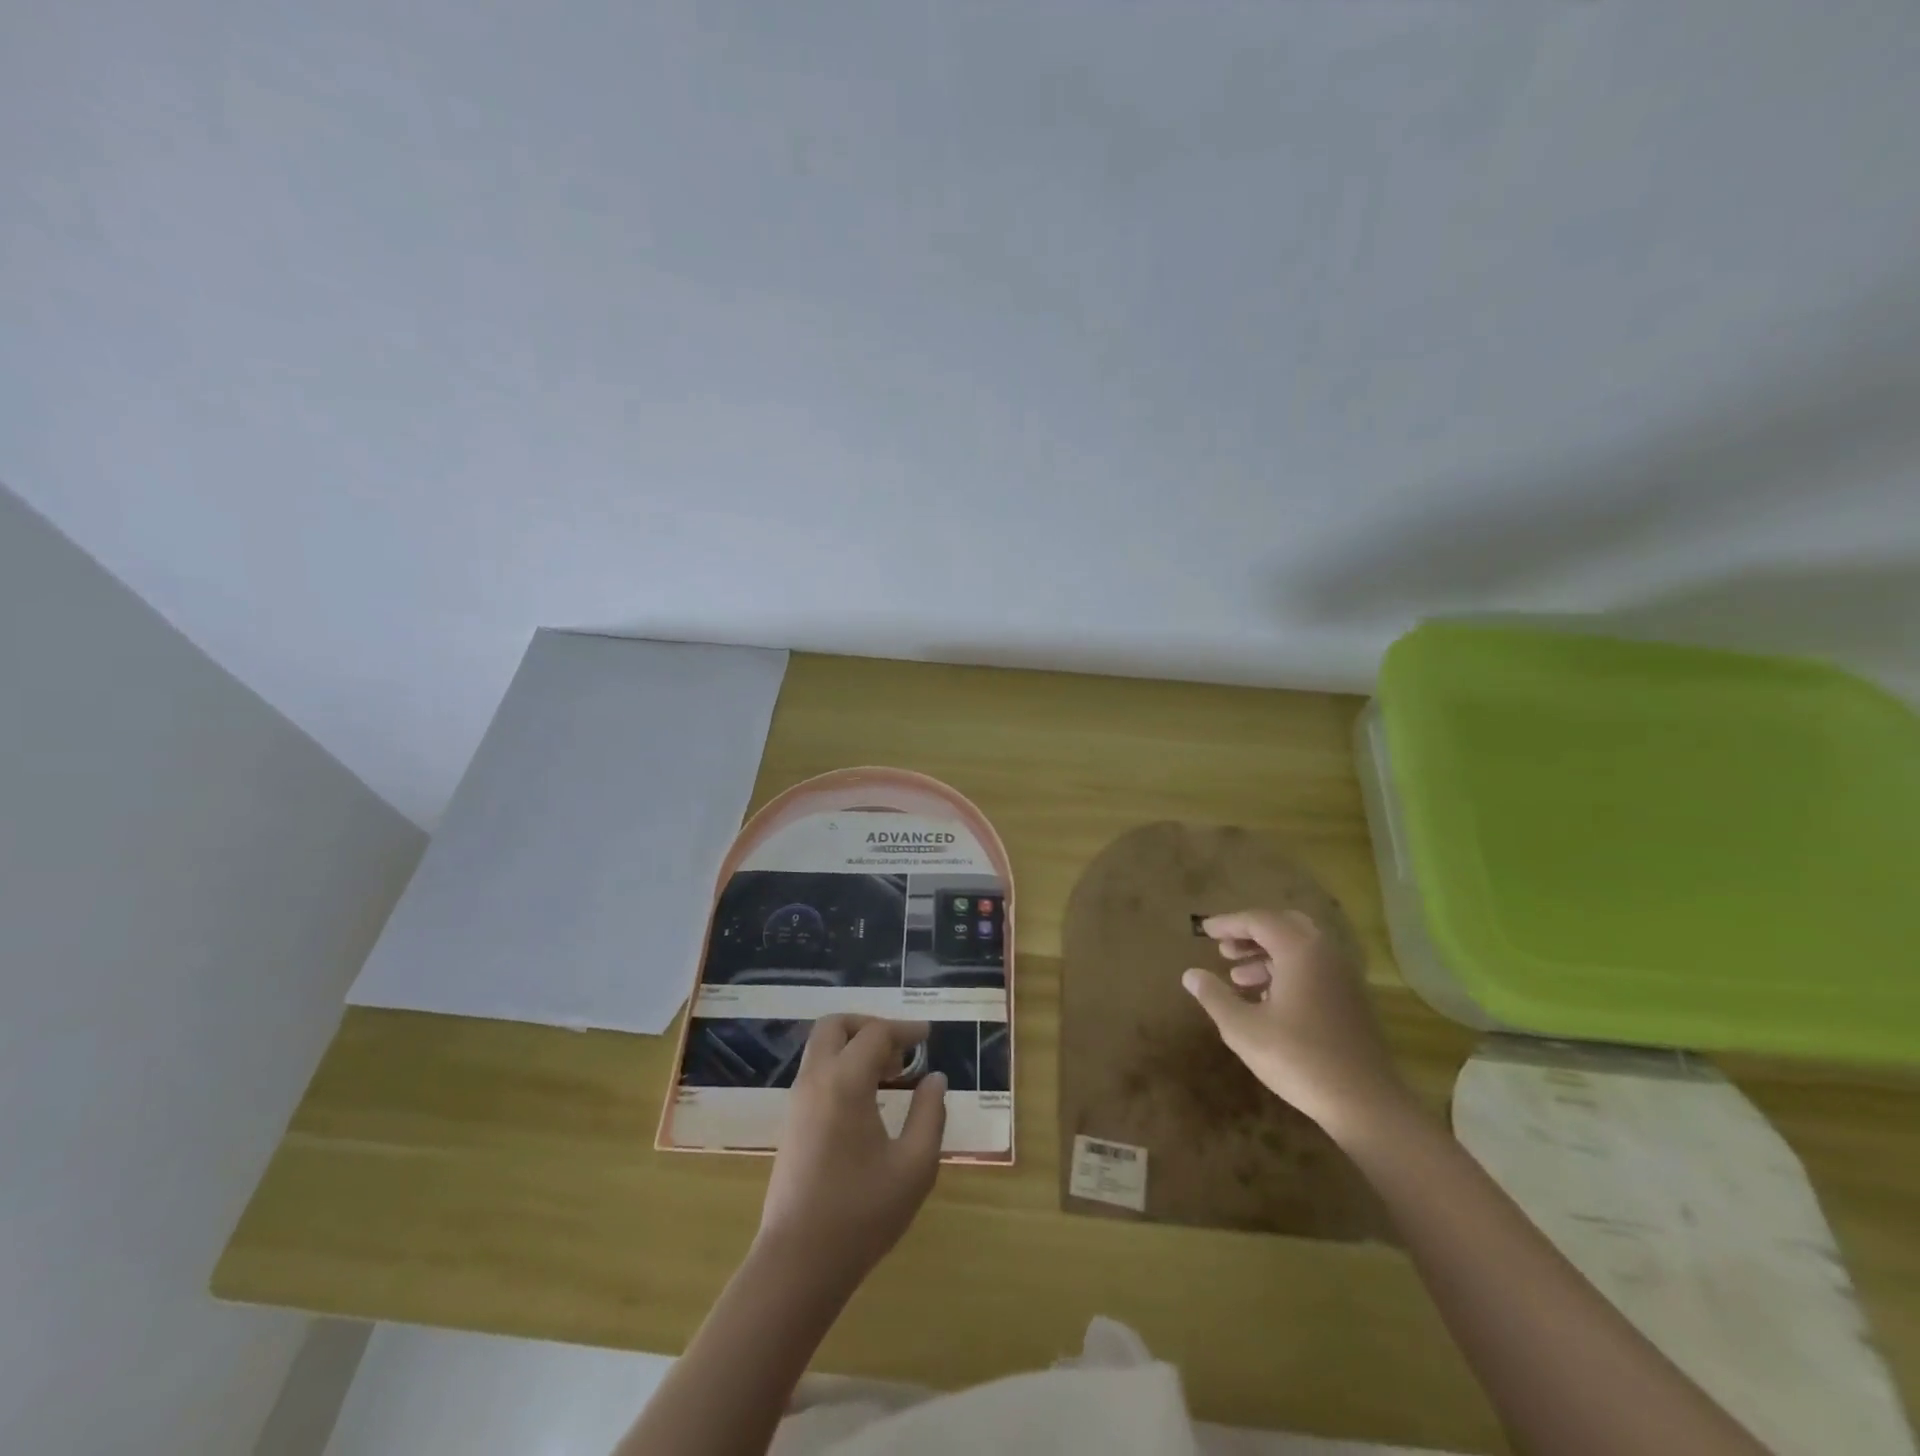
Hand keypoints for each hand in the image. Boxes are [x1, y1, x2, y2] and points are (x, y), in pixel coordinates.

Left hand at [756, 1016, 946, 1298]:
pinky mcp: (791, 1123)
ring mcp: (797, 1101)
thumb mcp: (914, 1166)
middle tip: (899, 1049)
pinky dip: (842, 1067)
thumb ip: (929, 1114)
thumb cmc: (862, 1213)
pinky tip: (868, 1100)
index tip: (928, 1036)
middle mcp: (815, 1080)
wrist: (798, 1263)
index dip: (905, 1029)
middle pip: (835, 1026)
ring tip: (890, 1075)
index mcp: (845, 1082)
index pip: (875, 1034)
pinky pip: (816, 1072)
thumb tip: (935, 1079)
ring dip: (854, 1047)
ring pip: (821, 1048)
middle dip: (869, 1026)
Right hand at [1182, 908, 1409, 1140]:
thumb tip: (1190, 974)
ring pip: (1301, 948)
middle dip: (1251, 934)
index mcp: (1300, 951)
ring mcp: (1344, 977)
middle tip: (1225, 949)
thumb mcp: (1243, 1029)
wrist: (1365, 1103)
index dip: (1228, 923)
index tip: (1203, 930)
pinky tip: (1268, 999)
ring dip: (1268, 955)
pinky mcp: (1352, 1000)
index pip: (1259, 920)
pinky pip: (1314, 968)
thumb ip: (1214, 996)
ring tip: (1238, 978)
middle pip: (1284, 925)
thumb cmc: (1298, 1058)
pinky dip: (1288, 970)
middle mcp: (1325, 954)